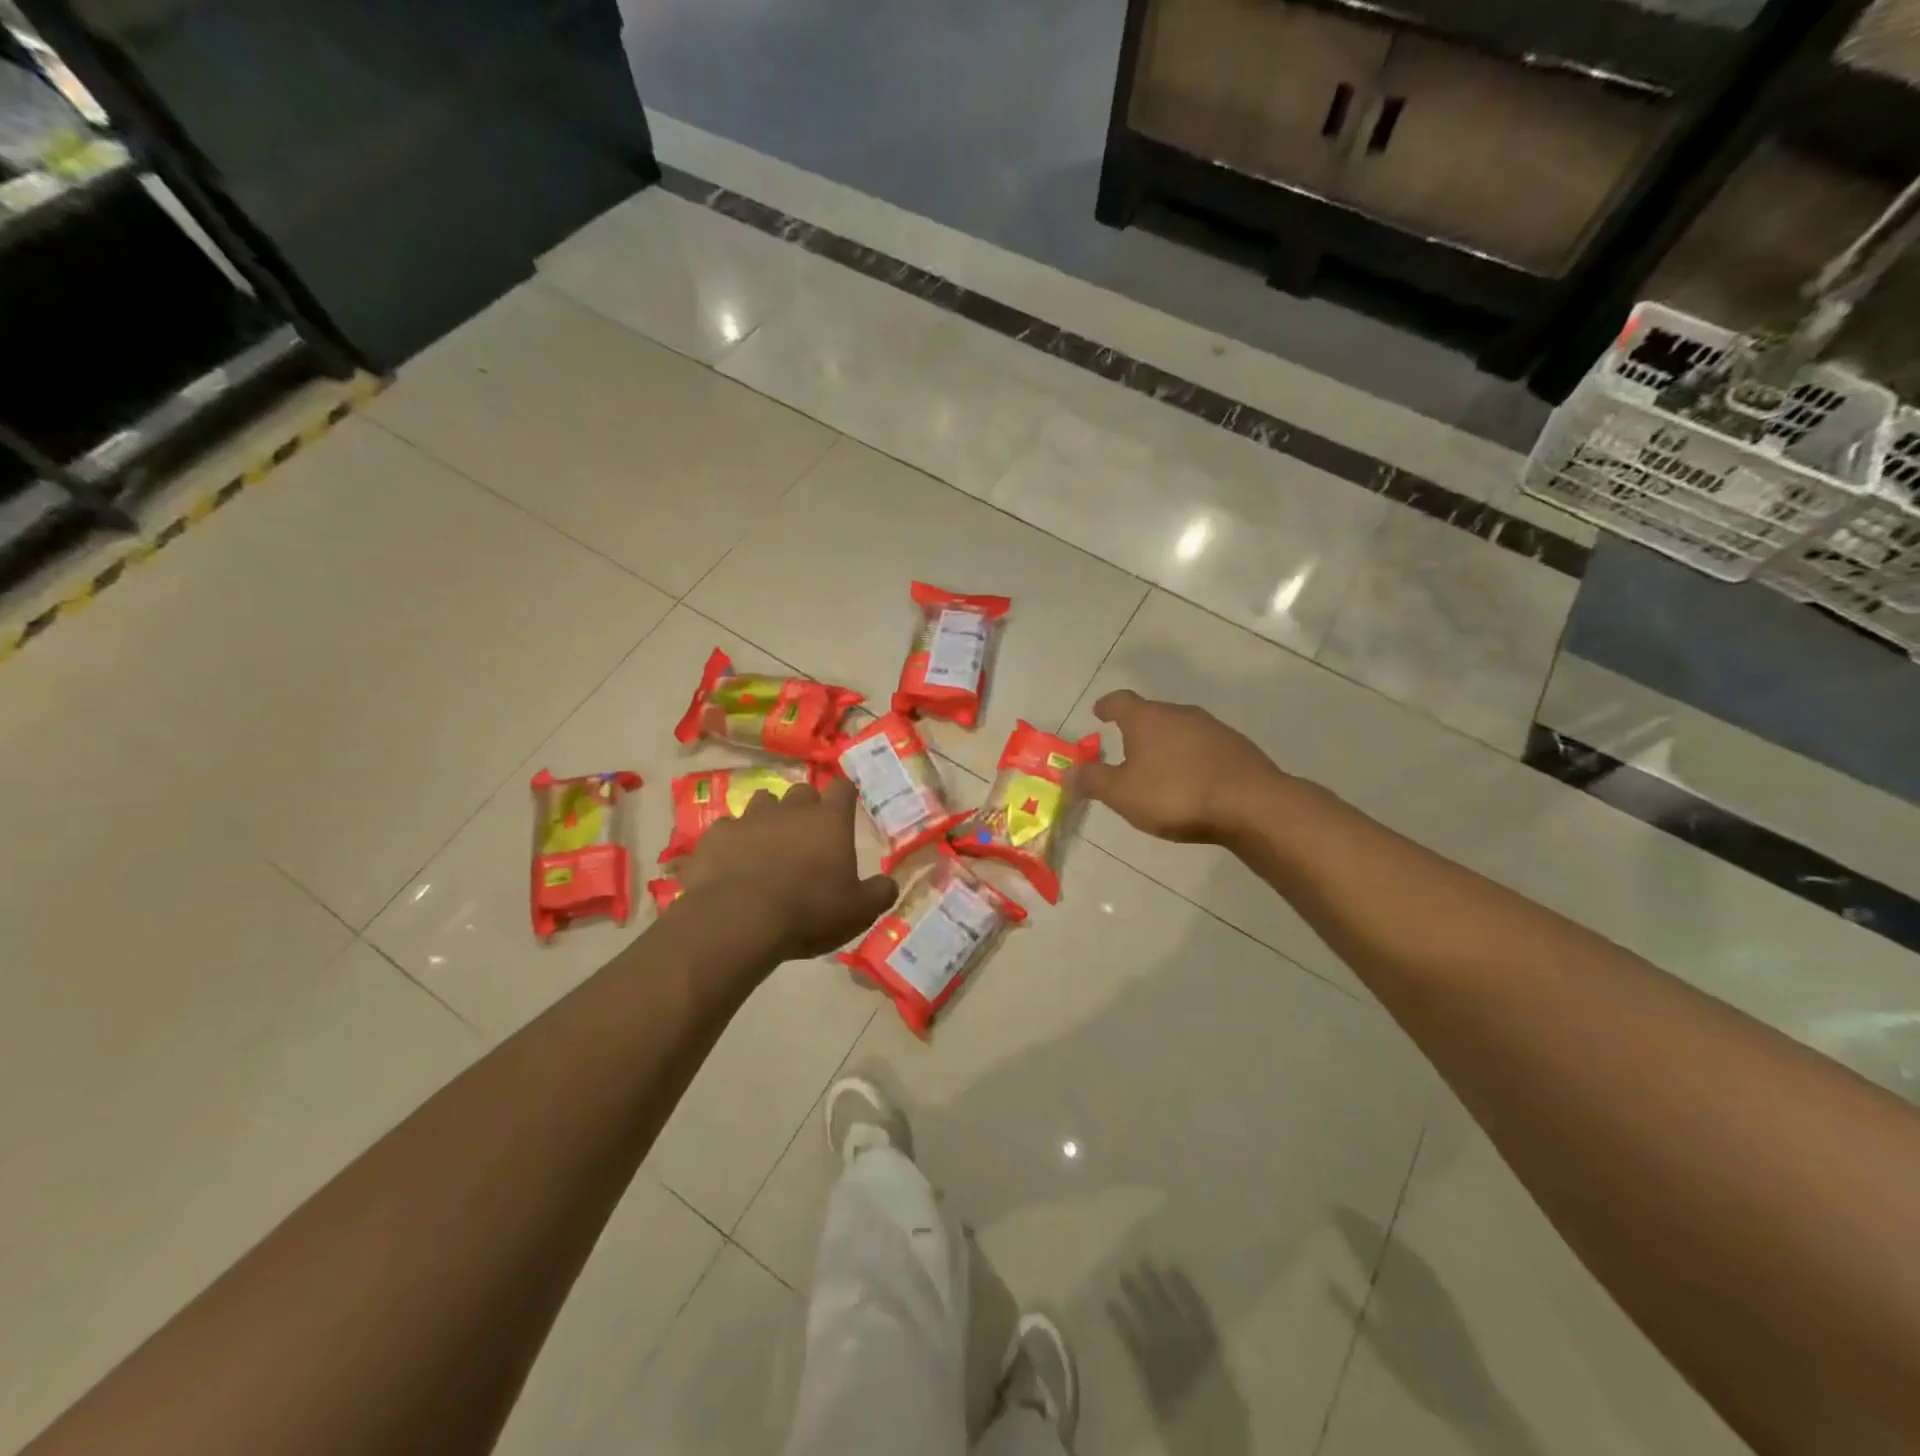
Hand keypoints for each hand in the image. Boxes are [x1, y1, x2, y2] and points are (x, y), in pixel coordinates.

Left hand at [677, 777, 897, 960]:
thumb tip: (889, 884)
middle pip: (802, 791)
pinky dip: (733, 841)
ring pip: (763, 801)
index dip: (845, 794)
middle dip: (806, 806)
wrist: (738, 919)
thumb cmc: (809, 911)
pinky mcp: (717, 835)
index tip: (846, 804)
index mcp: (829, 821)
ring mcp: (750, 818)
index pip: (843, 788)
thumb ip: (879, 893)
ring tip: (768, 843)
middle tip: (807, 833)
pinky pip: (728, 829)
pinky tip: (732, 863)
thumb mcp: (858, 911)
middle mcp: (791, 809)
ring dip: (769, 817)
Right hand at [1074, 690, 1283, 844]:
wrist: (1251, 805)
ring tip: (1158, 768)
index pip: (1120, 701)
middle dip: (1136, 728)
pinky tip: (1191, 780)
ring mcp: (1212, 728)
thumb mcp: (1122, 793)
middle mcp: (1179, 713)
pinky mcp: (1237, 748)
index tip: (1099, 712)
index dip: (1107, 706)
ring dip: (1166, 744)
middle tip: (1125, 748)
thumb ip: (1092, 781)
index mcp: (1147, 718)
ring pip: (1179, 730)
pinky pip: (1203, 747)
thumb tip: (1069, 772)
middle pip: (1151, 714)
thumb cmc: (1175, 794)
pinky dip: (1191, 758)